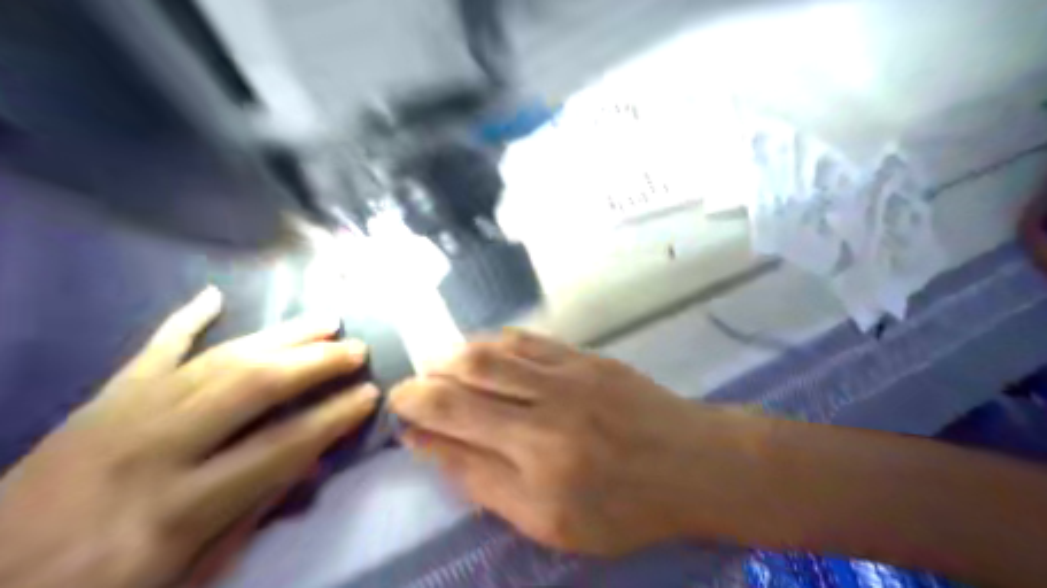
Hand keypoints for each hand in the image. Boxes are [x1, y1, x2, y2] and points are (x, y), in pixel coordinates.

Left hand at [0, 288, 381, 586]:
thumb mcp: (185, 576)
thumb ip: (252, 515)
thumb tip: (310, 463)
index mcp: (177, 508)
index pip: (281, 446)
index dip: (334, 418)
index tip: (370, 395)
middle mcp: (152, 449)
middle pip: (252, 386)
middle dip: (314, 363)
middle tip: (356, 350)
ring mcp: (119, 416)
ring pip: (216, 358)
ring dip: (279, 335)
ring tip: (325, 321)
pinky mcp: (97, 402)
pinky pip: (149, 351)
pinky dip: (184, 321)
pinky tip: (215, 296)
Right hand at [383, 331, 762, 556]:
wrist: (692, 464)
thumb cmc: (623, 507)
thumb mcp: (549, 522)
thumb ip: (485, 482)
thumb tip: (433, 445)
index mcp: (536, 462)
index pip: (454, 422)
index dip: (415, 411)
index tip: (399, 410)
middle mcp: (546, 409)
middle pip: (465, 378)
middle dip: (425, 379)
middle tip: (412, 387)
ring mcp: (569, 375)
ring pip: (492, 351)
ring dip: (454, 357)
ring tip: (442, 369)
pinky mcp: (586, 357)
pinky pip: (527, 340)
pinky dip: (495, 343)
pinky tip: (485, 351)